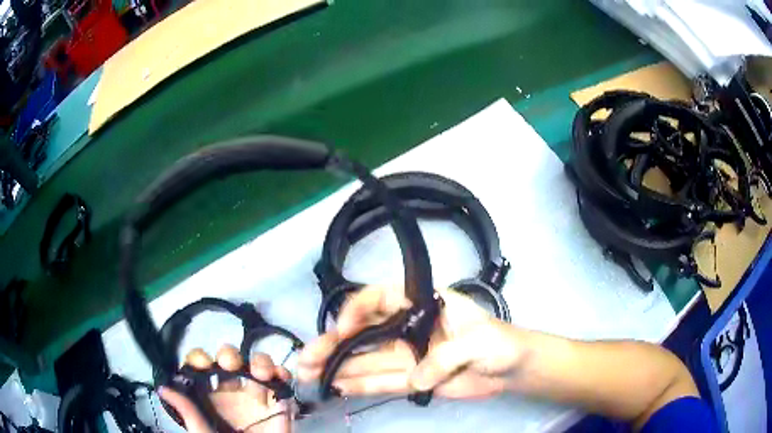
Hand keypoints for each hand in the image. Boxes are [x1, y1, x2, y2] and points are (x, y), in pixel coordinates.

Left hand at [159, 344, 292, 432]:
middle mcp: (231, 388)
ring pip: (256, 363)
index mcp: (210, 393)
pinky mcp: (278, 401)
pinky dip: (282, 373)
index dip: (200, 358)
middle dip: (229, 354)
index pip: (202, 365)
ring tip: (259, 373)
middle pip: (229, 358)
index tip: (202, 363)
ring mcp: (256, 394)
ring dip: (259, 361)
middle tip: (228, 364)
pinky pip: (282, 380)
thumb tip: (162, 387)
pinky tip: (278, 377)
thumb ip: (187, 410)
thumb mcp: (202, 431)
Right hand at [298, 287, 529, 398]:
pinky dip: (359, 384)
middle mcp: (407, 327)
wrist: (511, 369)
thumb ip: (445, 357)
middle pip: (363, 333)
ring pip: (366, 359)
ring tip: (309, 374)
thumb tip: (415, 379)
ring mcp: (406, 355)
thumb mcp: (478, 340)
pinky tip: (336, 386)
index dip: (356, 310)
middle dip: (333, 344)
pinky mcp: (411, 378)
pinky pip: (381, 381)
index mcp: (422, 304)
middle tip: (307, 359)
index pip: (380, 298)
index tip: (343, 329)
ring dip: (338, 366)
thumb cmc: (499, 343)